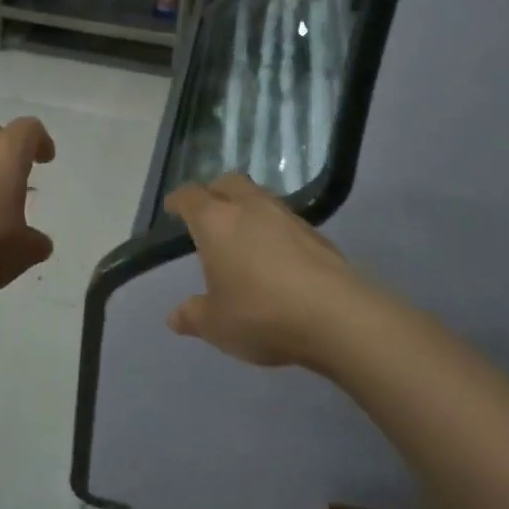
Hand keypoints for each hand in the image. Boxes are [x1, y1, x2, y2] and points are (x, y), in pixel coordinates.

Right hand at [163, 174, 364, 368]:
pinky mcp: (314, 231)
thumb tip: (174, 316)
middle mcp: (249, 207)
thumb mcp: (217, 324)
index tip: (172, 206)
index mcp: (216, 221)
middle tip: (207, 212)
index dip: (179, 200)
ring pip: (258, 196)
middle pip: (227, 183)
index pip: (190, 197)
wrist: (336, 315)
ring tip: (240, 232)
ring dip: (245, 206)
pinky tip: (273, 252)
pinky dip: (271, 226)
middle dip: (214, 192)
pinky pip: (282, 218)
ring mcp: (286, 215)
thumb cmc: (261, 314)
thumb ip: (193, 316)